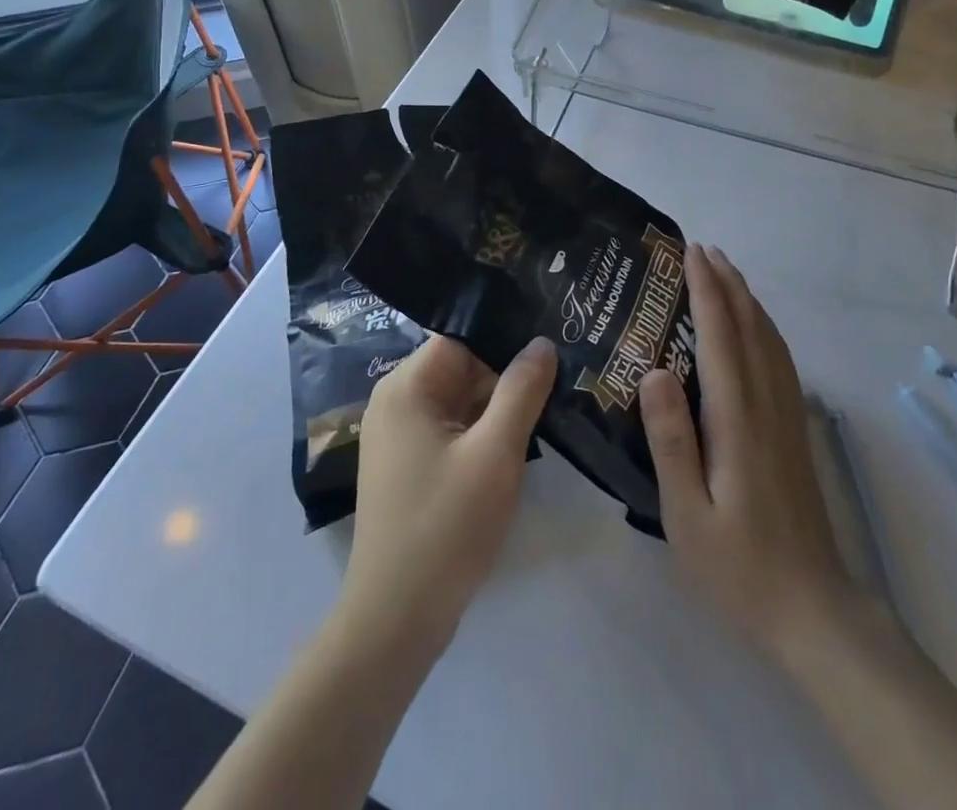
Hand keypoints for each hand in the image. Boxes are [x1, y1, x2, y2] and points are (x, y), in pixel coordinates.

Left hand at [341, 333, 556, 654]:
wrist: (396, 621)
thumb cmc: (446, 527)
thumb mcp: (495, 453)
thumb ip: (521, 390)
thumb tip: (542, 342)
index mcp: (406, 386)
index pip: (462, 337)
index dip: (506, 336)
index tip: (550, 338)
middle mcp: (396, 400)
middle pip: (461, 366)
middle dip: (507, 372)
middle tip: (561, 371)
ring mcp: (399, 435)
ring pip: (459, 399)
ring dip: (498, 404)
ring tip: (550, 398)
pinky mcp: (409, 464)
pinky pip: (452, 428)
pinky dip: (482, 430)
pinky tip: (520, 436)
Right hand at [640, 244, 849, 663]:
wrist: (813, 611)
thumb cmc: (738, 567)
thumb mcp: (686, 513)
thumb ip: (670, 440)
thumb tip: (653, 370)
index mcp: (737, 418)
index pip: (721, 336)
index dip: (706, 289)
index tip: (690, 252)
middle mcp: (766, 404)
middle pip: (749, 327)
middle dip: (727, 283)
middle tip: (703, 248)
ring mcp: (786, 416)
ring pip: (769, 340)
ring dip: (748, 299)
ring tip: (727, 272)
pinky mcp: (794, 431)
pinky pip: (780, 360)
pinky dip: (765, 328)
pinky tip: (756, 328)